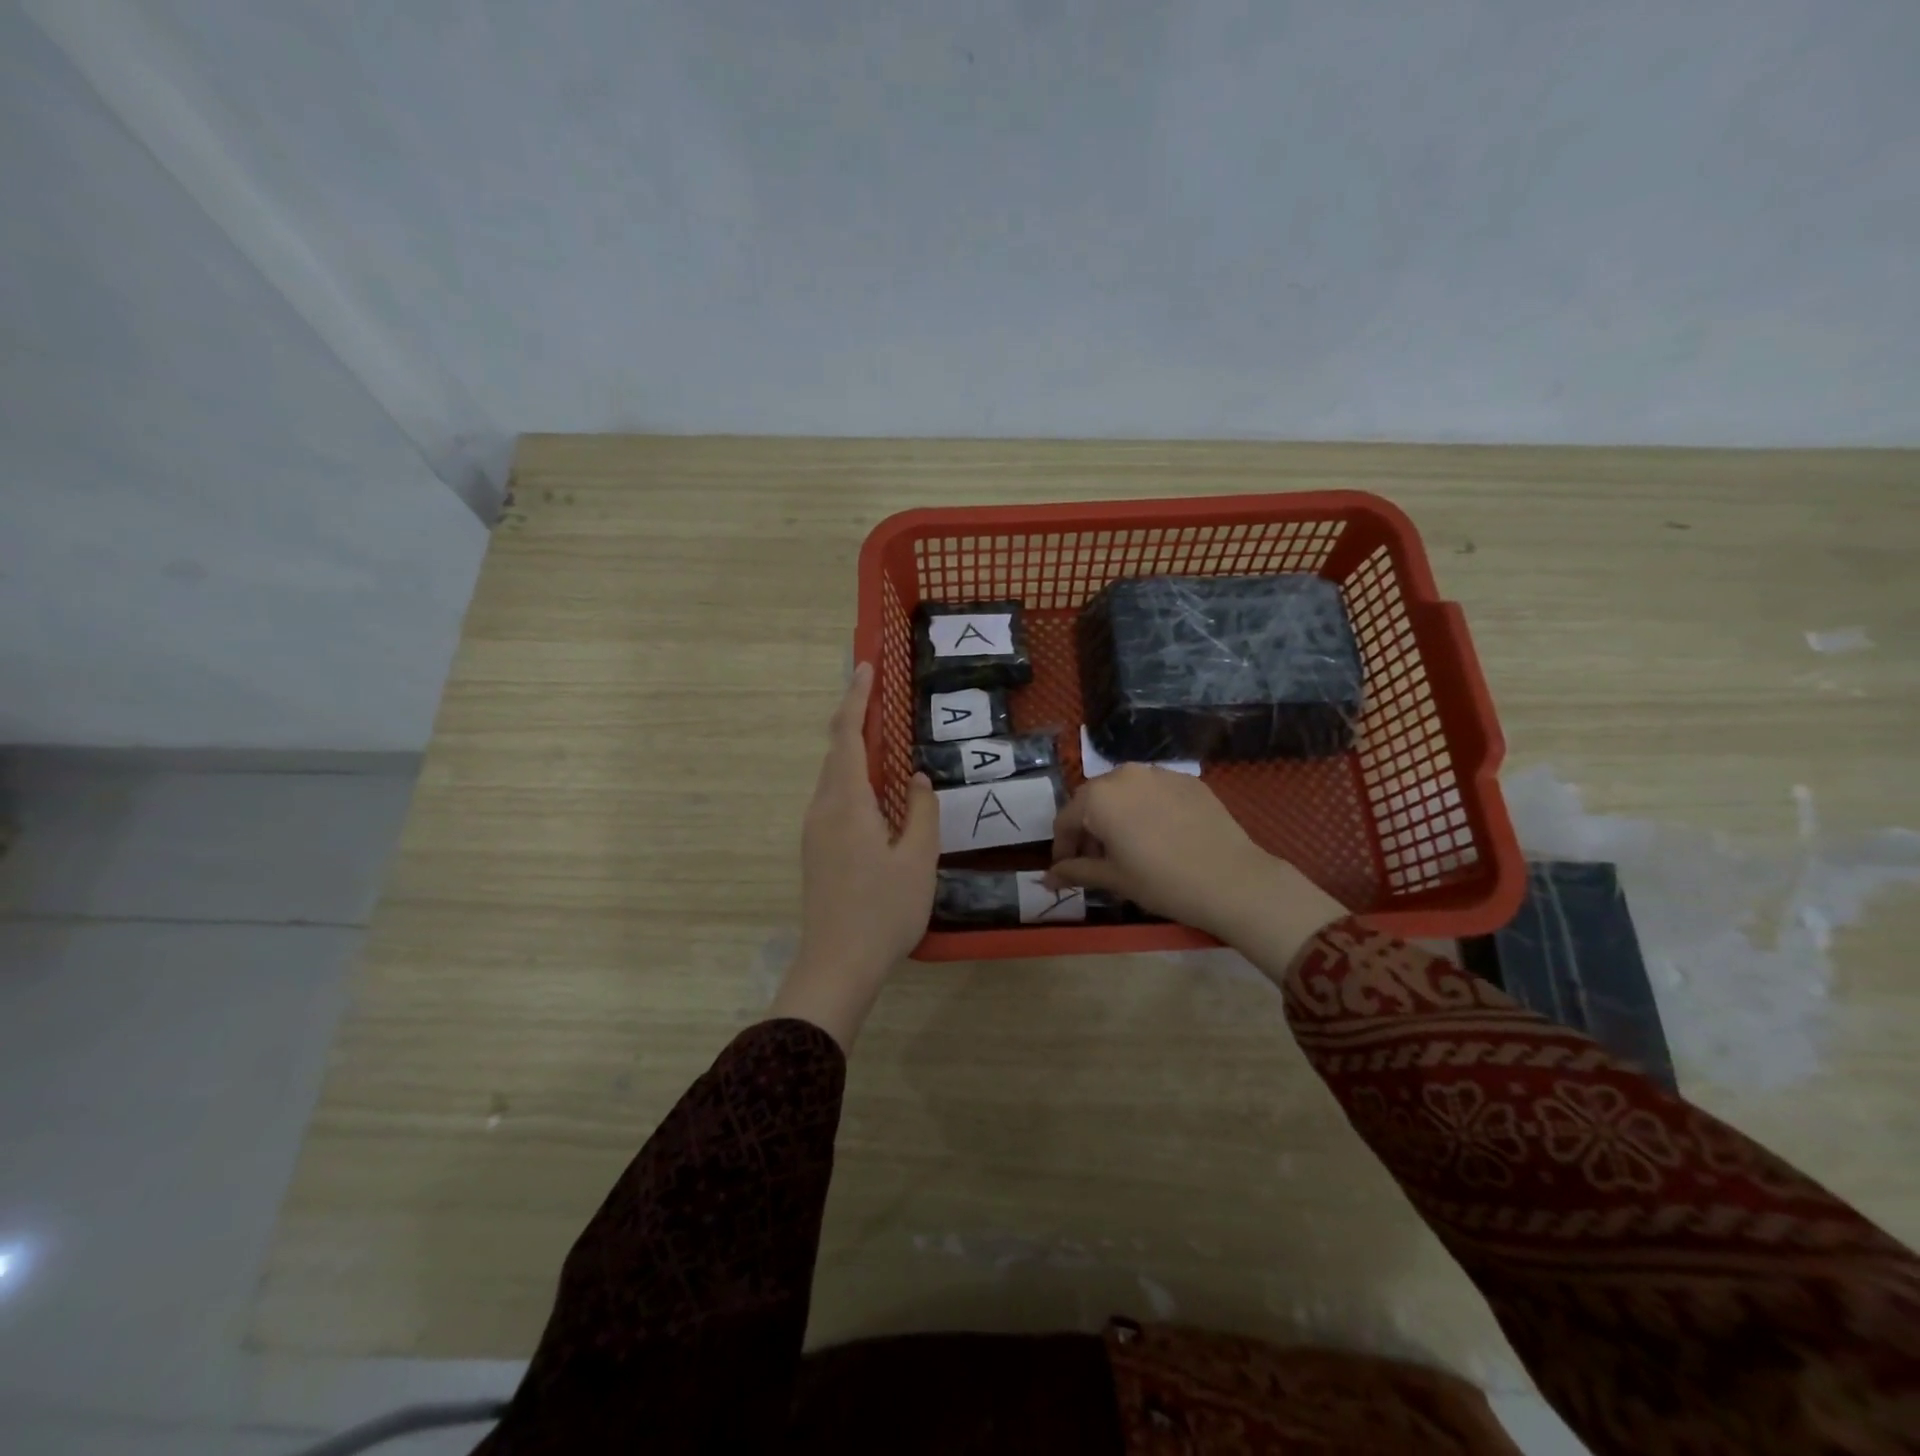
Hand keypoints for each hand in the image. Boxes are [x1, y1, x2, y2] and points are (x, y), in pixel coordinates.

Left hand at [772, 663, 938, 1049]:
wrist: (837, 965)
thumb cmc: (883, 911)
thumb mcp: (918, 860)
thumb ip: (921, 812)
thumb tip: (915, 778)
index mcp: (847, 804)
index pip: (848, 737)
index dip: (856, 698)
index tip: (865, 666)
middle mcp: (823, 809)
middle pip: (837, 752)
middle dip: (855, 718)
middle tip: (878, 693)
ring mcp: (815, 831)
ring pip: (834, 777)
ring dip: (854, 751)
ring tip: (881, 736)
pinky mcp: (816, 850)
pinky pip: (834, 799)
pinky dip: (853, 779)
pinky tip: (874, 791)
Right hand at [1046, 765, 1346, 972]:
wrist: (1231, 879)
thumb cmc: (1161, 882)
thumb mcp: (1113, 879)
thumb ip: (1075, 871)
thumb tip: (1047, 878)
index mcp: (1098, 797)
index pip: (1066, 820)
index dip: (1062, 848)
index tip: (1065, 871)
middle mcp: (1124, 774)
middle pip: (1093, 801)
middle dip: (1088, 829)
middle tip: (1095, 861)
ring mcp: (1158, 773)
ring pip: (1124, 792)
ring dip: (1116, 816)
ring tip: (1126, 847)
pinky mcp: (1187, 779)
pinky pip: (1154, 792)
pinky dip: (1146, 810)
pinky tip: (1158, 835)